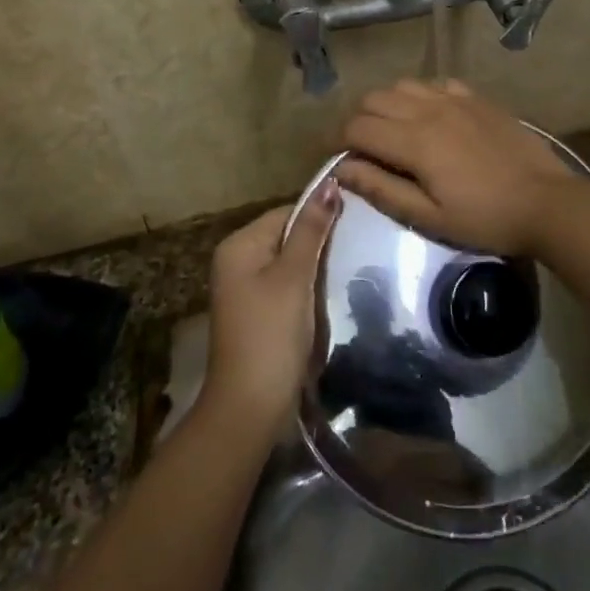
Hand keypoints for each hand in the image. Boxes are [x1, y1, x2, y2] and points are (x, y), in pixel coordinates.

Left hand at [199, 181, 341, 437]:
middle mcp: (236, 260)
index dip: (318, 218)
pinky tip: (324, 300)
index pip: (286, 212)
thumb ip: (311, 230)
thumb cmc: (271, 334)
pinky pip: (285, 286)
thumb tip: (329, 183)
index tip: (353, 228)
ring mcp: (243, 289)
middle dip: (317, 245)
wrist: (250, 408)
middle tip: (352, 253)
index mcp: (239, 245)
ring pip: (289, 263)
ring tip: (343, 275)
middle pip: (286, 236)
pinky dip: (305, 290)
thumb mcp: (294, 277)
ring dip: (314, 270)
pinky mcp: (255, 312)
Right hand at [336, 80, 585, 256]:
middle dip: (360, 121)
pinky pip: (436, 83)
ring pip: (402, 85)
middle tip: (366, 150)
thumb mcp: (429, 217)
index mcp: (414, 141)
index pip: (357, 127)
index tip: (343, 161)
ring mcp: (455, 99)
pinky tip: (432, 118)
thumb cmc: (485, 218)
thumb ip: (381, 189)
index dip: (340, 143)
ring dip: (388, 105)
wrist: (546, 202)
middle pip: (373, 99)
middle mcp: (428, 110)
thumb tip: (342, 169)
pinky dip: (422, 96)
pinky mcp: (477, 98)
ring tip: (396, 132)